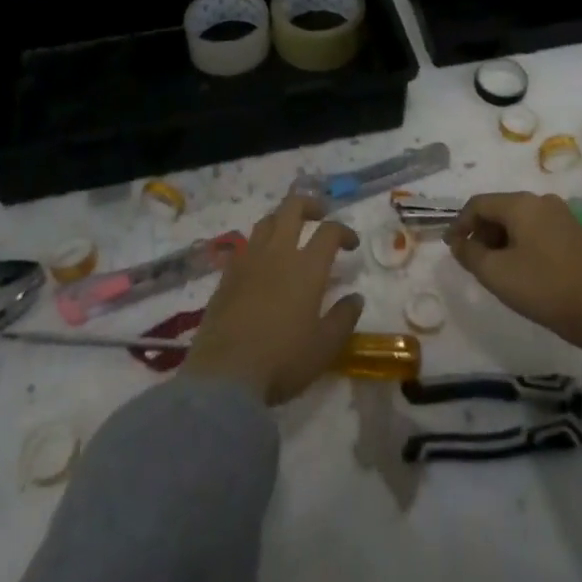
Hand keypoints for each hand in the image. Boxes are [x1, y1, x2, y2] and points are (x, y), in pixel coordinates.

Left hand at [181, 194, 362, 404]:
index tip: (351, 244)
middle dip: (310, 205)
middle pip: (292, 207)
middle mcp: (278, 253)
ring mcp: (248, 260)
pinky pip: (245, 245)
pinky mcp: (226, 275)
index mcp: (307, 266)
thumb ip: (344, 318)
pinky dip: (258, 244)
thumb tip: (356, 297)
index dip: (343, 231)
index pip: (329, 231)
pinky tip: (261, 262)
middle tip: (320, 216)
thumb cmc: (282, 360)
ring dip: (282, 219)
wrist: (224, 376)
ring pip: (266, 221)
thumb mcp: (324, 347)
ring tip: (290, 234)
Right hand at [445, 192, 581, 349]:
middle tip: (472, 260)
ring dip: (500, 238)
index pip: (479, 204)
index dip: (460, 224)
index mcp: (522, 203)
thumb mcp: (496, 273)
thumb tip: (457, 242)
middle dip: (481, 232)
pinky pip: (535, 228)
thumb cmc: (543, 287)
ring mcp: (561, 215)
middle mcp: (541, 200)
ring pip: (518, 219)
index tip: (450, 247)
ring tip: (494, 267)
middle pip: (499, 209)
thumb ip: (469, 254)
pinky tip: (518, 267)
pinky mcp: (572, 232)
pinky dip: (520, 242)